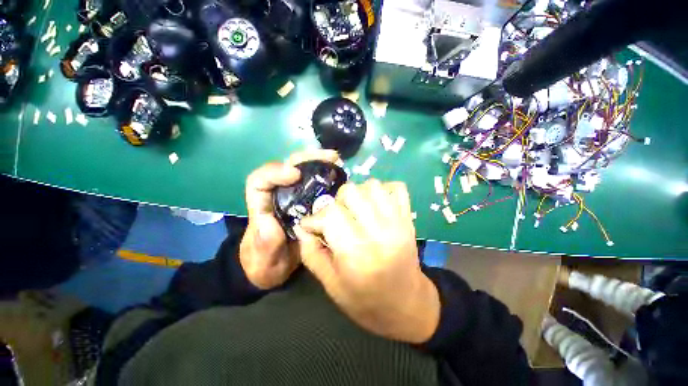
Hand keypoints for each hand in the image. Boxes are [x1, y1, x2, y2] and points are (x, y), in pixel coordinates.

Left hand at [240, 149, 339, 289]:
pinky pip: (316, 185)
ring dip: (320, 164)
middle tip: (330, 157)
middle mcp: (278, 196)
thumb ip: (264, 244)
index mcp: (262, 207)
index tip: (295, 175)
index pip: (259, 181)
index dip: (275, 172)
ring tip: (338, 162)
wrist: (275, 269)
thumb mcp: (262, 259)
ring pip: (303, 173)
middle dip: (306, 159)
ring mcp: (294, 198)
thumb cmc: (265, 263)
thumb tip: (271, 223)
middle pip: (286, 168)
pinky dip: (327, 178)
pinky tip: (340, 177)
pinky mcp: (307, 203)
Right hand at [295, 180, 440, 343]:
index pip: (331, 214)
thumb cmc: (366, 302)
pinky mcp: (408, 218)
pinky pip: (397, 187)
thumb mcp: (331, 285)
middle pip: (351, 192)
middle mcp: (379, 232)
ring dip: (358, 194)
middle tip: (336, 218)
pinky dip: (383, 190)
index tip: (311, 226)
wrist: (408, 306)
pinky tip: (376, 204)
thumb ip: (311, 253)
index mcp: (357, 253)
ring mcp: (398, 222)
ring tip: (355, 211)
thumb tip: (302, 227)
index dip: (315, 217)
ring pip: (372, 185)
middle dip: (336, 202)